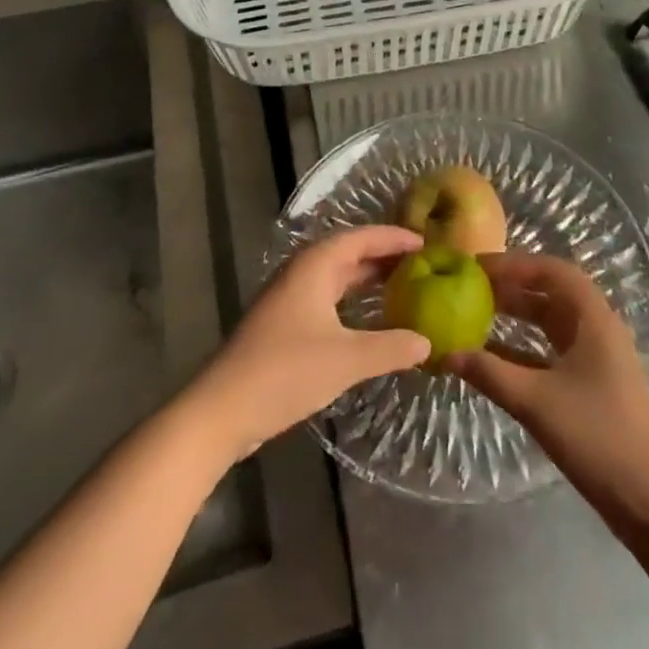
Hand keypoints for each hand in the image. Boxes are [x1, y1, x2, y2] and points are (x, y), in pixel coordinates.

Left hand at [189, 225, 429, 461]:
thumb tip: (427, 341)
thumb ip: (390, 347)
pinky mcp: (284, 325)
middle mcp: (302, 273)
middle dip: (384, 256)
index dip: (394, 237)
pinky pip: (328, 299)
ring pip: (337, 277)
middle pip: (349, 253)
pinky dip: (353, 302)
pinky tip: (370, 321)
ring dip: (368, 280)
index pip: (362, 237)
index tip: (427, 242)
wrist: (221, 411)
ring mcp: (289, 299)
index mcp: (315, 266)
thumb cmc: (285, 372)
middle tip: (422, 264)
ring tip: (404, 286)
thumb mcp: (346, 360)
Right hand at [448, 254, 648, 532]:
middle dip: (510, 287)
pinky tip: (492, 357)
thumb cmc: (597, 437)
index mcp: (593, 319)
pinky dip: (523, 348)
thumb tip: (446, 353)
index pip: (551, 271)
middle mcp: (597, 328)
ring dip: (516, 316)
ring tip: (475, 314)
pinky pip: (551, 351)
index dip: (513, 264)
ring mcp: (596, 357)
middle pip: (550, 293)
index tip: (476, 267)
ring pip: (550, 322)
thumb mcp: (536, 402)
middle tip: (469, 288)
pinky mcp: (592, 383)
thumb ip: (490, 374)